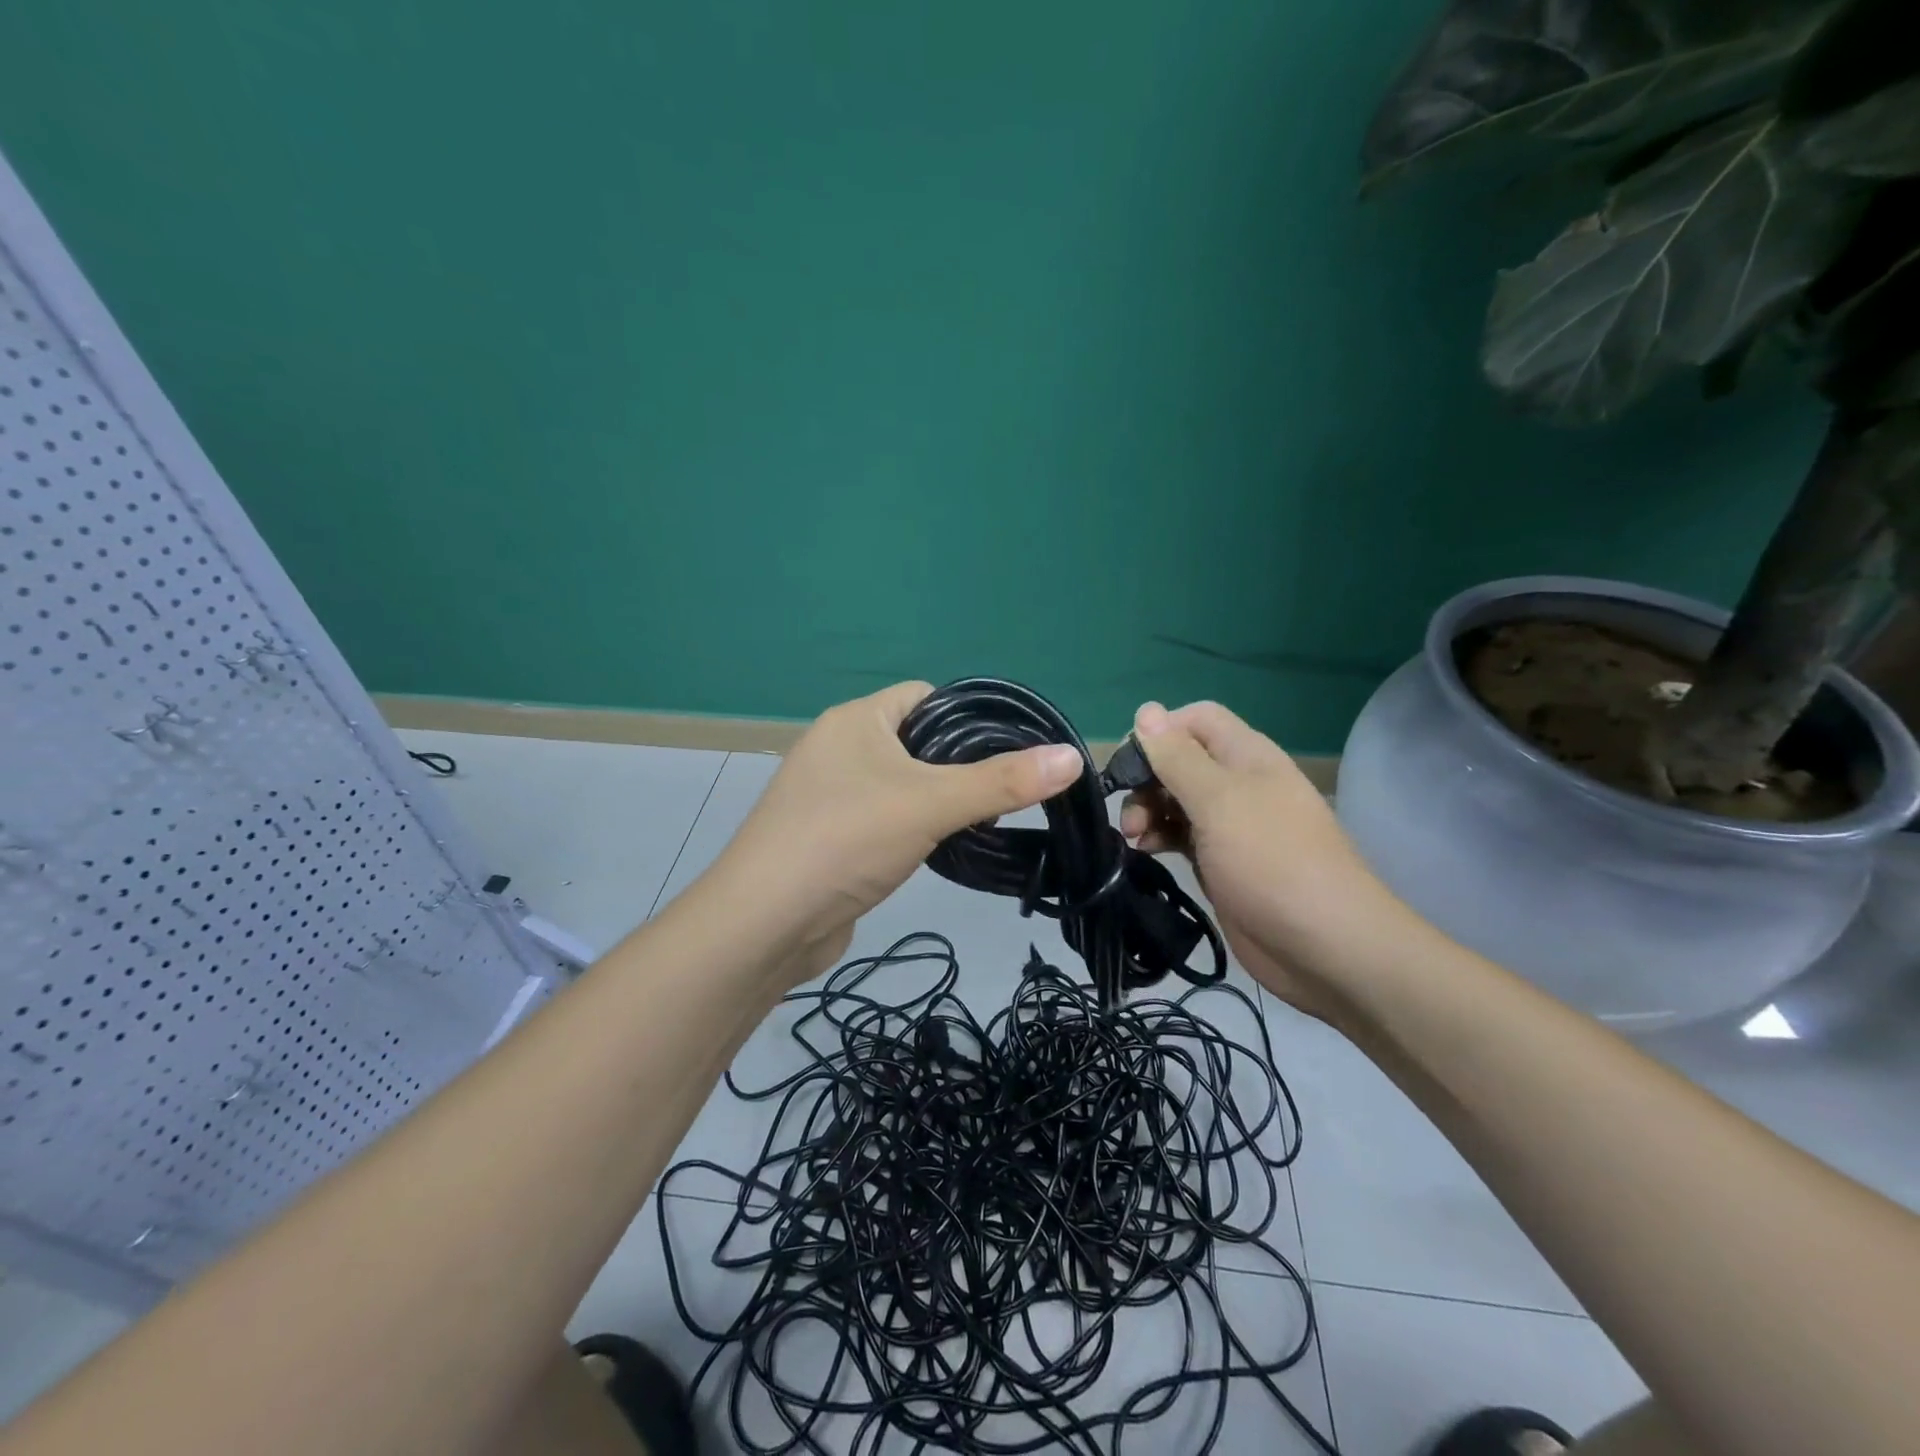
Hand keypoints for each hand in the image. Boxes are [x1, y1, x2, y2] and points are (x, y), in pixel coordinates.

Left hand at [697, 682, 1083, 983]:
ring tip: (982, 822)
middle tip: (1005, 794)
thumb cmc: (845, 840)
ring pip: (902, 783)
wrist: (764, 924)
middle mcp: (839, 747)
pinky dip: (913, 827)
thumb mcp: (930, 804)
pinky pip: (884, 817)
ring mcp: (831, 794)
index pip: (926, 695)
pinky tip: (939, 850)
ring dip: (938, 800)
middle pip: (917, 740)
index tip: (1013, 750)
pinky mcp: (830, 836)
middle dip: (961, 764)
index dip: (971, 716)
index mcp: (857, 719)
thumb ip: (1001, 782)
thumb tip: (1072, 757)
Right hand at [1120, 701, 1396, 1017]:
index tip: (1129, 764)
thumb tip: (1146, 710)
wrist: (1325, 947)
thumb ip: (1178, 757)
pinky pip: (1180, 836)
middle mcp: (1238, 783)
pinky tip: (1145, 853)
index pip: (1195, 719)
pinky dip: (1159, 838)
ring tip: (1135, 837)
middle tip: (1130, 813)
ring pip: (1176, 800)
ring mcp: (1230, 825)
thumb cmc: (1272, 861)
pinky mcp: (1221, 862)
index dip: (1160, 732)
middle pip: (1180, 760)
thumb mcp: (1219, 801)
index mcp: (1246, 756)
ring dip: (1148, 810)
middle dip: (1147, 779)